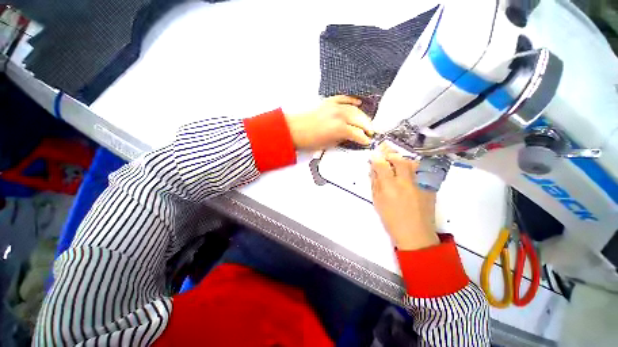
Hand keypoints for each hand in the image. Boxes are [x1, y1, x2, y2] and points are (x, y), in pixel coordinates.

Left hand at [285, 95, 373, 150]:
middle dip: (367, 126)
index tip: (368, 141)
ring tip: (366, 121)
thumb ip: (341, 139)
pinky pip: (344, 98)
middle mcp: (339, 115)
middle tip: (371, 131)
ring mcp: (334, 106)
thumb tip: (349, 137)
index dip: (364, 138)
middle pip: (359, 119)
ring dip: (362, 115)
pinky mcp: (329, 101)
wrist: (293, 130)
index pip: (357, 133)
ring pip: (354, 108)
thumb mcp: (328, 145)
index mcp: (339, 129)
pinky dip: (352, 100)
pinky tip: (359, 102)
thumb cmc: (309, 141)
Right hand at [370, 146, 438, 250]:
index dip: (377, 159)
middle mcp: (406, 183)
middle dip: (391, 155)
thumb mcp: (377, 202)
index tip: (374, 156)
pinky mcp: (430, 187)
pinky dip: (414, 168)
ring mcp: (420, 184)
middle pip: (399, 160)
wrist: (415, 234)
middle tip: (386, 156)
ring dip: (403, 161)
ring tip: (398, 164)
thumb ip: (375, 183)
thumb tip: (373, 169)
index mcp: (390, 188)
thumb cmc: (391, 219)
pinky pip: (422, 171)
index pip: (382, 166)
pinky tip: (410, 174)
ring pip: (412, 163)